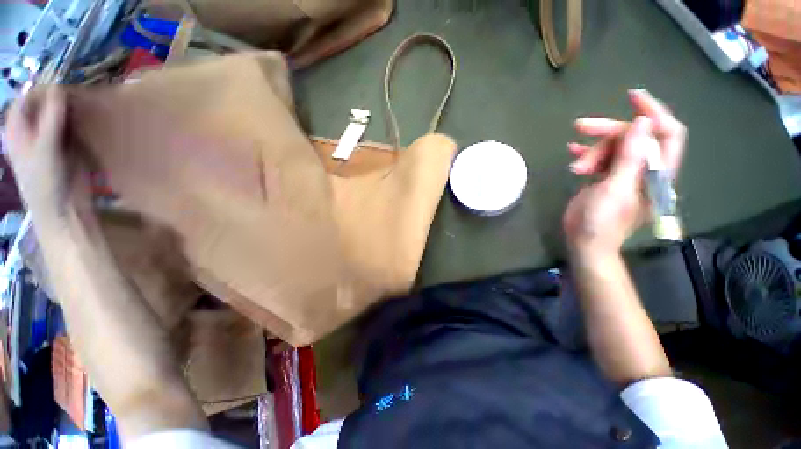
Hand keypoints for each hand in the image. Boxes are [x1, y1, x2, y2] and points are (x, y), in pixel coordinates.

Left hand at [3, 87, 89, 222]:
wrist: (64, 207)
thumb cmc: (45, 181)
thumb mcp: (45, 149)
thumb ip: (51, 119)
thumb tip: (59, 88)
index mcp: (17, 130)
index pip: (25, 100)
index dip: (40, 90)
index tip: (61, 86)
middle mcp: (32, 131)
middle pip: (42, 105)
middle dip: (57, 98)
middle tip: (76, 92)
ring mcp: (49, 138)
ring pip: (58, 114)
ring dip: (69, 108)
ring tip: (84, 102)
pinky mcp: (67, 146)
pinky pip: (71, 126)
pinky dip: (78, 120)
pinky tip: (88, 117)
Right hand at [563, 90, 685, 254]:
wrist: (585, 241)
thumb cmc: (602, 221)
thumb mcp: (616, 189)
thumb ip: (631, 158)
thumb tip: (643, 123)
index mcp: (657, 172)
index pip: (667, 133)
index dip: (654, 112)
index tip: (632, 97)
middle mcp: (645, 169)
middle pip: (633, 137)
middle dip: (609, 131)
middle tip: (581, 127)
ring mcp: (624, 174)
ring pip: (613, 147)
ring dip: (592, 150)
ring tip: (576, 166)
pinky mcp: (607, 178)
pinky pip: (601, 158)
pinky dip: (587, 154)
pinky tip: (573, 153)